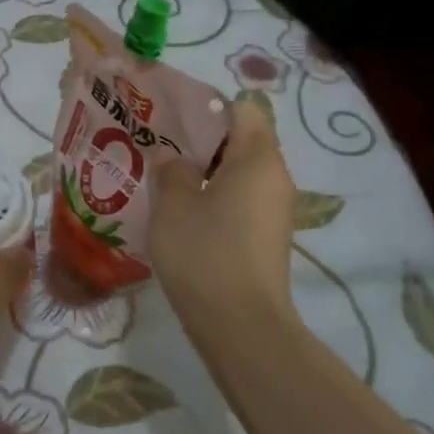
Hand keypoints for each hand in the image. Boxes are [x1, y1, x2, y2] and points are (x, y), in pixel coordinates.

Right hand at [151, 97, 296, 331]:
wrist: (241, 326)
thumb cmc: (205, 252)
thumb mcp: (174, 204)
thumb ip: (170, 169)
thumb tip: (170, 155)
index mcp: (258, 159)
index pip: (243, 110)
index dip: (208, 108)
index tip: (171, 119)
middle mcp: (275, 179)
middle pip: (241, 142)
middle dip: (200, 142)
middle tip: (158, 148)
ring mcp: (273, 211)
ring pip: (237, 175)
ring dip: (203, 173)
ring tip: (163, 179)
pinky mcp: (265, 238)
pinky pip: (239, 201)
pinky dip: (212, 198)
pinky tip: (180, 213)